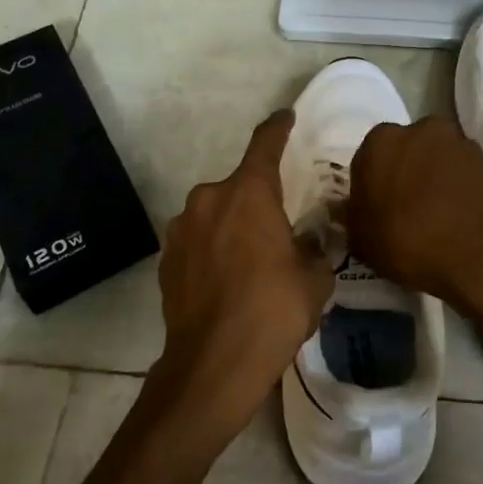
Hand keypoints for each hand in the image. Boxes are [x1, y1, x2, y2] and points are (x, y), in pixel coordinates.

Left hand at [154, 110, 331, 435]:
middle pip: (239, 187)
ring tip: (250, 265)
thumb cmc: (272, 312)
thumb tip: (311, 242)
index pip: (265, 144)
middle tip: (277, 231)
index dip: (278, 128)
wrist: (212, 366)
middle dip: (258, 201)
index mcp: (249, 193)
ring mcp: (182, 229)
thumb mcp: (314, 280)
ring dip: (232, 228)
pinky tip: (225, 284)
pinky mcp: (166, 260)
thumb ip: (316, 250)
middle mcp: (209, 199)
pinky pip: (197, 242)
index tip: (286, 117)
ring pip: (215, 215)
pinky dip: (211, 251)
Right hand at [346, 117, 482, 321]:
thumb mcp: (362, 240)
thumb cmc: (409, 240)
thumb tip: (347, 208)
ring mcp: (457, 141)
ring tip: (434, 217)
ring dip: (431, 179)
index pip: (366, 160)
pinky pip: (460, 173)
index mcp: (380, 140)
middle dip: (402, 175)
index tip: (374, 213)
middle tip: (403, 212)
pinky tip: (456, 218)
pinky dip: (456, 188)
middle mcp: (419, 128)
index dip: (369, 188)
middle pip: (403, 152)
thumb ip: (350, 217)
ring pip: (433, 160)